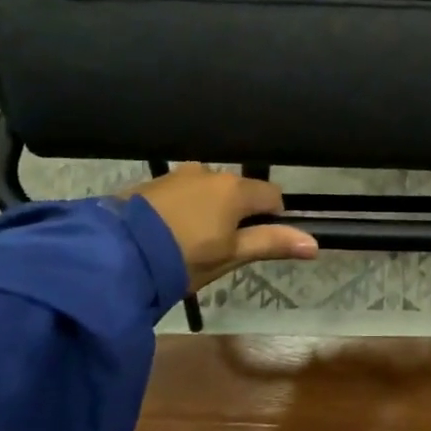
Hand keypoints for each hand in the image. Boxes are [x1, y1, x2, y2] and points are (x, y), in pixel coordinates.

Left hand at [135, 163, 317, 292]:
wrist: (116, 253)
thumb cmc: (183, 258)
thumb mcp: (230, 256)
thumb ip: (271, 244)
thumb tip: (315, 243)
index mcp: (235, 189)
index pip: (272, 195)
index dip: (272, 218)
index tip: (257, 241)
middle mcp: (210, 172)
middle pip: (238, 191)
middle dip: (236, 214)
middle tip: (220, 248)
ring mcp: (178, 174)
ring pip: (207, 190)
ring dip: (207, 209)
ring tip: (189, 242)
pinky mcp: (152, 182)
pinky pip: (181, 191)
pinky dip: (182, 207)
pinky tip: (167, 232)